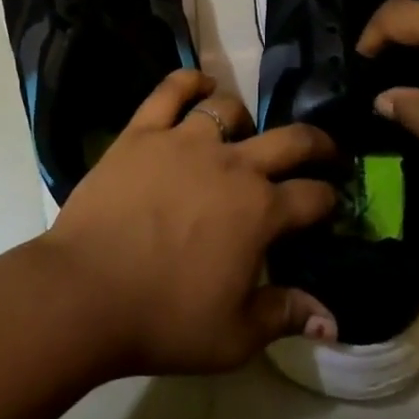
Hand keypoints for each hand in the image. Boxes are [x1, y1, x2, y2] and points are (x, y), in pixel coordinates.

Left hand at [39, 69, 341, 375]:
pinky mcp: (143, 132)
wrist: (86, 293)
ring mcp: (185, 141)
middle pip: (289, 140)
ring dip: (243, 119)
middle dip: (315, 143)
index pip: (313, 196)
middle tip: (322, 150)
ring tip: (240, 131)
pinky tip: (199, 87)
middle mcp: (232, 165)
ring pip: (228, 109)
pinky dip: (190, 82)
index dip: (328, 199)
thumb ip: (286, 315)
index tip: (328, 203)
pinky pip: (171, 90)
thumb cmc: (164, 319)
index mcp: (260, 212)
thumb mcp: (235, 336)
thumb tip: (332, 318)